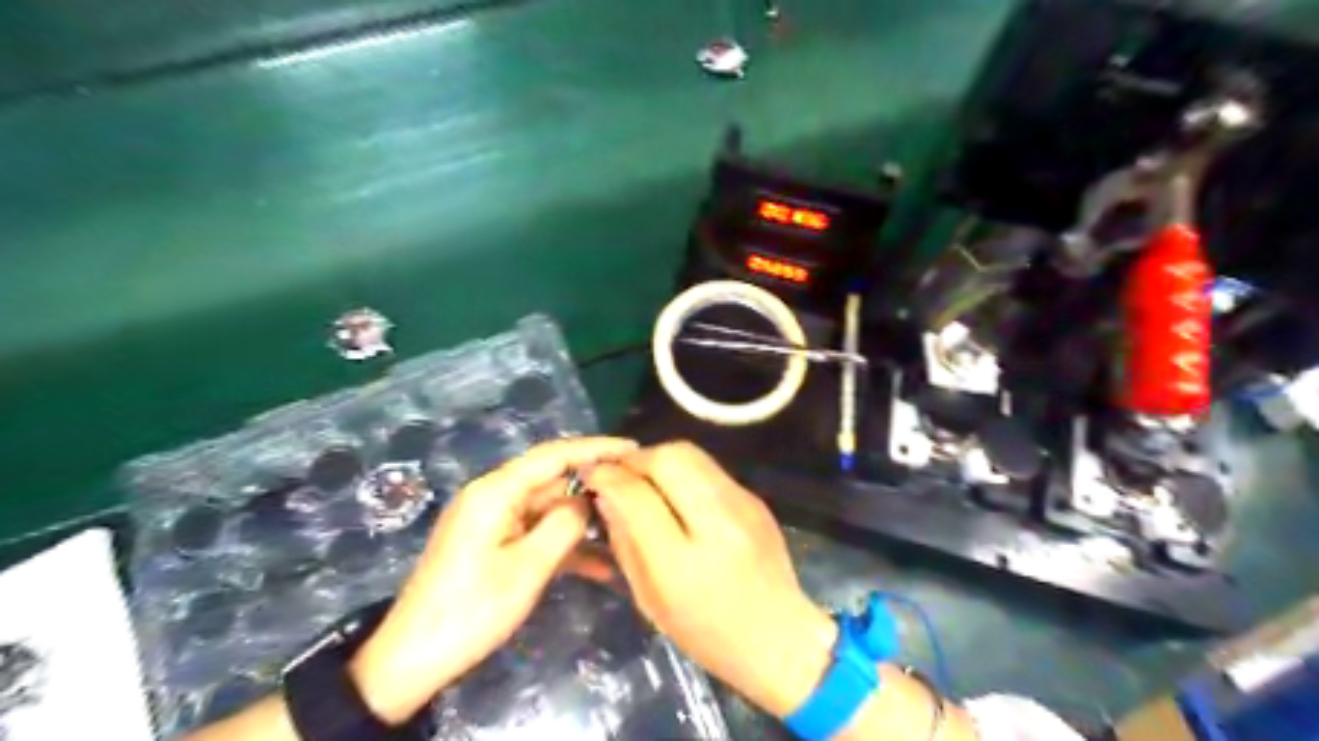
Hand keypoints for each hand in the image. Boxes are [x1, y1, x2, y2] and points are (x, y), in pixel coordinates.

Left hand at [351, 435, 638, 721]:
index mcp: (496, 491)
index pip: (554, 454)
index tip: (634, 449)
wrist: (411, 660)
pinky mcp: (493, 543)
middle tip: (640, 495)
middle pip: (553, 480)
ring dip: (583, 522)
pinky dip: (564, 545)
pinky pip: (536, 533)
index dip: (597, 448)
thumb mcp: (527, 568)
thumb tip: (589, 499)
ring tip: (629, 531)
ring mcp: (493, 520)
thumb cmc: (471, 611)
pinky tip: (600, 566)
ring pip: (549, 509)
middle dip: (594, 487)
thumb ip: (565, 524)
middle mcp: (494, 496)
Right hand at [586, 443, 832, 713]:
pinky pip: (709, 468)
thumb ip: (625, 542)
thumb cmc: (707, 632)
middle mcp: (718, 523)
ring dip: (658, 458)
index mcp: (683, 562)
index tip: (591, 473)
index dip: (608, 477)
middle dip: (635, 459)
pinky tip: (676, 492)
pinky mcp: (754, 498)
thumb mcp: (650, 599)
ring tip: (644, 478)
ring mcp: (742, 504)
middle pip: (669, 458)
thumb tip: (606, 495)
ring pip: (691, 453)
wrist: (780, 636)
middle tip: (619, 473)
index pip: (637, 496)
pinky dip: (683, 470)